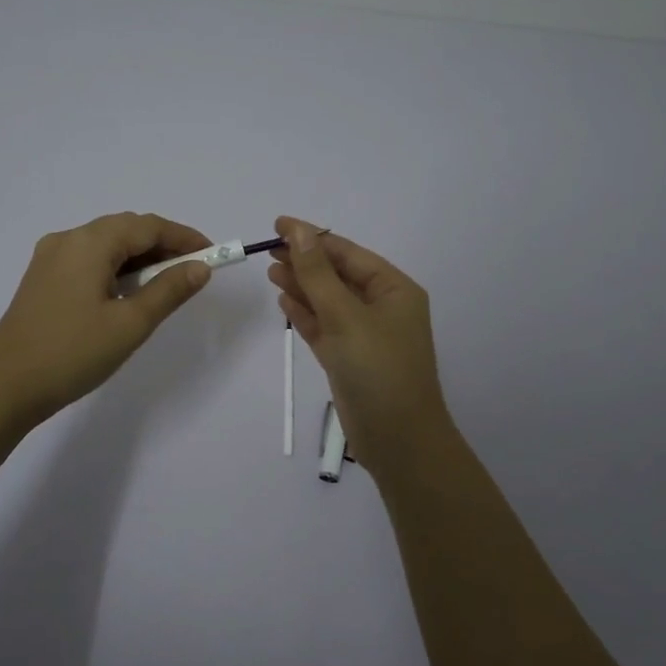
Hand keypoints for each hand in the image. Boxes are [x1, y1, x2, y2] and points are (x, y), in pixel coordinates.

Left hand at [0, 212, 214, 426]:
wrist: (5, 388)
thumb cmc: (72, 353)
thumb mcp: (130, 324)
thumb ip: (169, 290)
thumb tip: (199, 268)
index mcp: (89, 243)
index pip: (147, 226)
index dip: (183, 237)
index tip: (212, 255)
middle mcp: (67, 239)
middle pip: (125, 229)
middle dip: (162, 246)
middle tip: (192, 272)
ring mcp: (49, 258)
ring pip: (105, 244)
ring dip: (139, 258)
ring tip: (164, 285)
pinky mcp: (41, 279)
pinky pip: (87, 260)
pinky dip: (115, 268)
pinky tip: (126, 293)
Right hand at [268, 217, 455, 478]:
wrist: (398, 440)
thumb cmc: (378, 370)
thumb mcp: (347, 316)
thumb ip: (318, 274)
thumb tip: (298, 231)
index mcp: (393, 289)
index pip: (347, 252)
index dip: (312, 237)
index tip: (277, 225)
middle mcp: (381, 307)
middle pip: (336, 274)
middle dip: (305, 260)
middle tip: (268, 249)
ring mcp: (364, 334)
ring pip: (327, 300)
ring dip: (301, 285)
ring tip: (270, 270)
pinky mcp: (348, 358)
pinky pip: (324, 326)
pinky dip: (305, 313)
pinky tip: (284, 299)